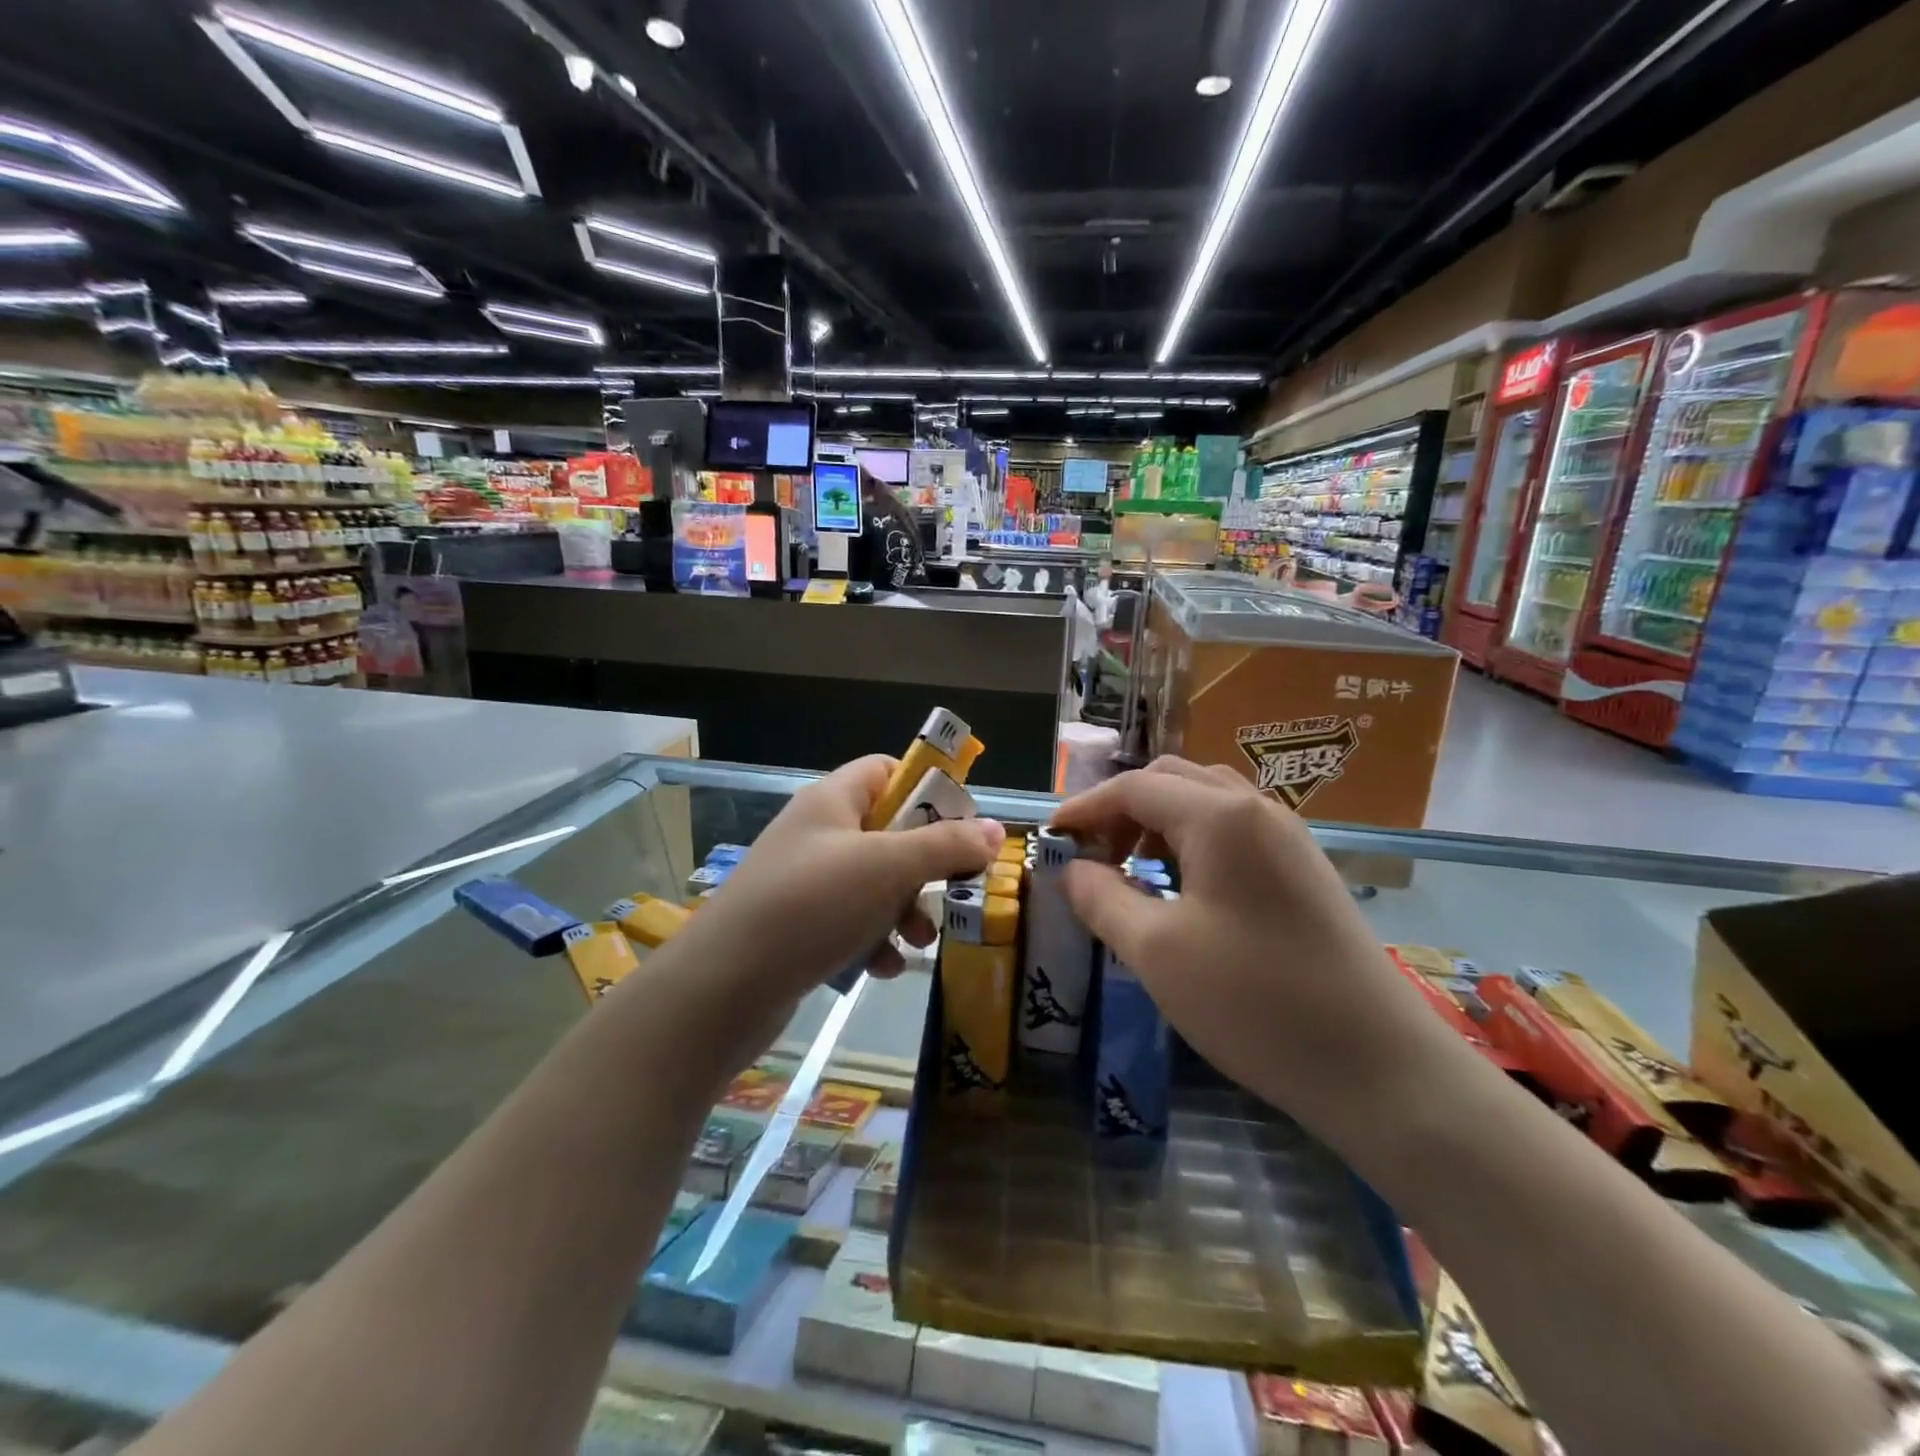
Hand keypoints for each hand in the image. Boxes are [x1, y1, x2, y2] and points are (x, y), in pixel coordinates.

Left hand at [700, 755, 1004, 1000]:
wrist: (723, 987)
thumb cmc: (812, 905)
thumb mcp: (888, 868)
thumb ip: (945, 845)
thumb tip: (993, 830)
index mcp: (832, 800)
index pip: (886, 771)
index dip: (927, 790)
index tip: (961, 825)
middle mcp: (816, 833)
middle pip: (887, 832)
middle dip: (924, 865)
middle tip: (953, 890)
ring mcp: (803, 881)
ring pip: (873, 883)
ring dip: (904, 909)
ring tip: (920, 941)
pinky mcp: (796, 927)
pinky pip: (850, 922)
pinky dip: (873, 941)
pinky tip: (883, 969)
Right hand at [1050, 758, 1458, 1146]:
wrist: (1380, 1067)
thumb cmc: (1255, 1002)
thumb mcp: (1157, 952)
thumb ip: (1102, 898)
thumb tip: (1072, 869)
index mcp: (1220, 816)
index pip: (1133, 787)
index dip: (1084, 808)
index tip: (1051, 840)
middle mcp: (1257, 809)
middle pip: (1171, 781)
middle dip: (1121, 810)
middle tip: (1093, 857)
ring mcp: (1288, 838)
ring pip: (1205, 803)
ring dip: (1158, 823)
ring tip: (1133, 872)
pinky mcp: (1304, 870)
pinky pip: (1234, 831)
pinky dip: (1193, 842)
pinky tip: (1183, 892)